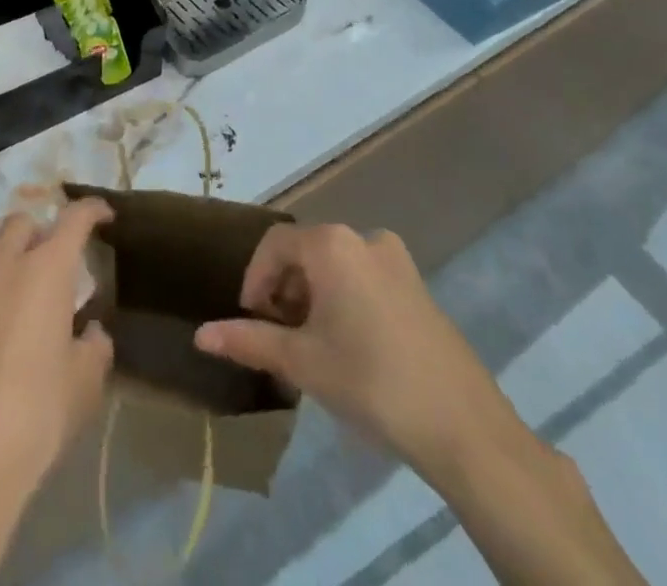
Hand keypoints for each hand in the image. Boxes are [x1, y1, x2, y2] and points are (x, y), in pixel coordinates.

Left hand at [0, 198, 115, 494]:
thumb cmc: (37, 417)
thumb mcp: (85, 385)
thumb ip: (94, 346)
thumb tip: (90, 331)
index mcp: (43, 271)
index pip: (73, 218)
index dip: (91, 210)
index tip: (104, 215)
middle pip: (21, 224)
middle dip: (42, 233)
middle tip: (58, 265)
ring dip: (10, 271)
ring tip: (24, 312)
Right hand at [193, 223, 521, 488]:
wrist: (465, 428)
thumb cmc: (372, 382)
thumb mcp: (303, 363)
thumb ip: (249, 341)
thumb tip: (200, 335)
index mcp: (332, 244)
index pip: (274, 245)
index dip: (254, 279)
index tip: (250, 320)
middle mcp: (363, 238)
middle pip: (305, 252)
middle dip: (284, 290)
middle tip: (278, 337)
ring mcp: (396, 260)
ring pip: (335, 266)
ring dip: (313, 296)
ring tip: (310, 345)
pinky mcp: (418, 286)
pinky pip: (364, 277)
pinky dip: (343, 299)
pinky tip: (348, 346)